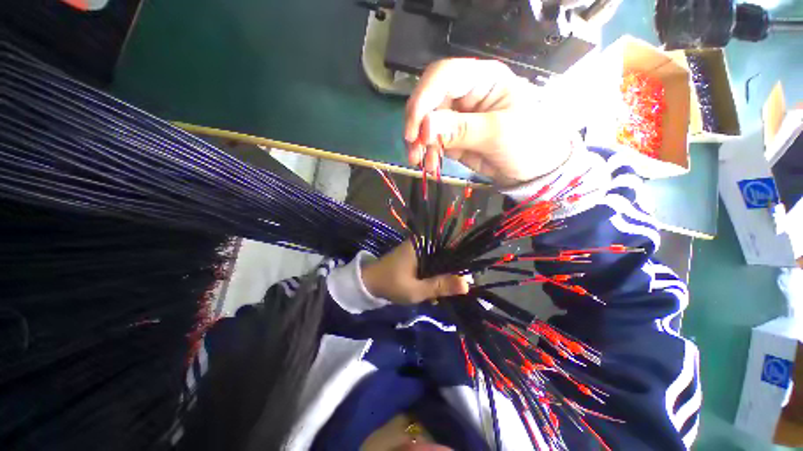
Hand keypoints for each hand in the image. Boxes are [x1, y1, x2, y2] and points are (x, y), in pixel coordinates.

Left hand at [362, 241, 468, 303]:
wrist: (368, 283)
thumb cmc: (391, 284)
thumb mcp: (416, 290)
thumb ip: (440, 286)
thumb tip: (467, 284)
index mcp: (423, 244)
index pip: (451, 248)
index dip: (461, 263)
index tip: (467, 281)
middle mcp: (423, 243)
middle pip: (446, 255)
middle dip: (451, 273)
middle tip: (454, 291)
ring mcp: (419, 250)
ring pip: (439, 261)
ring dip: (442, 276)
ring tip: (442, 294)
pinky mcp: (415, 257)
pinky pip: (431, 264)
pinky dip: (434, 276)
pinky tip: (434, 291)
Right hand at [405, 58, 573, 187]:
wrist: (531, 170)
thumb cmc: (527, 142)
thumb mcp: (497, 133)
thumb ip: (460, 129)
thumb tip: (425, 127)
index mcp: (482, 78)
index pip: (443, 76)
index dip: (423, 99)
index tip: (414, 131)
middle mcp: (465, 93)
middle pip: (429, 100)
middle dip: (417, 126)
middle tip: (413, 150)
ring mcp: (457, 116)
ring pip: (426, 123)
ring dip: (419, 143)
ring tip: (420, 162)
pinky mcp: (453, 136)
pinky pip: (432, 141)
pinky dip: (427, 153)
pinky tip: (430, 165)